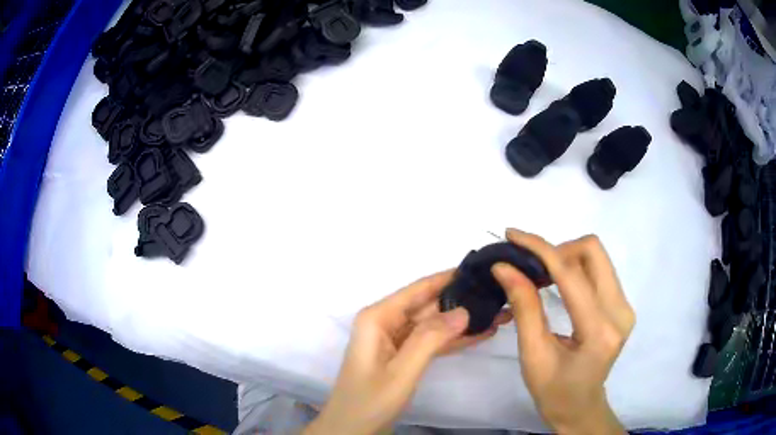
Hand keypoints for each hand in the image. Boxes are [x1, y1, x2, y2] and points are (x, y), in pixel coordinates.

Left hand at [304, 270, 511, 434]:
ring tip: (498, 312)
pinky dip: (454, 339)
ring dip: (463, 321)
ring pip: (434, 324)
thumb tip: (463, 310)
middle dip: (462, 301)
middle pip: (429, 305)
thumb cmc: (370, 401)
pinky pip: (431, 342)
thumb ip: (430, 339)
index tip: (480, 268)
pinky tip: (481, 333)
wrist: (352, 430)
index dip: (449, 277)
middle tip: (498, 294)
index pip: (419, 289)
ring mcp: (395, 340)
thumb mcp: (401, 371)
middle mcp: (386, 322)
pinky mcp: (403, 356)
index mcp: (379, 318)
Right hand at [492, 229, 633, 434]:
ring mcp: (625, 306)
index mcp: (599, 331)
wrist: (580, 407)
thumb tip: (504, 267)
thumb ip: (524, 307)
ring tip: (541, 275)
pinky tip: (557, 283)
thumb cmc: (553, 391)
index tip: (512, 236)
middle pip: (593, 251)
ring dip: (565, 257)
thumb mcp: (533, 354)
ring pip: (597, 256)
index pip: (571, 274)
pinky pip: (599, 269)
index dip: (540, 249)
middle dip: (557, 249)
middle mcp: (620, 311)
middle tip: (531, 266)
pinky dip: (574, 267)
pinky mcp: (622, 305)